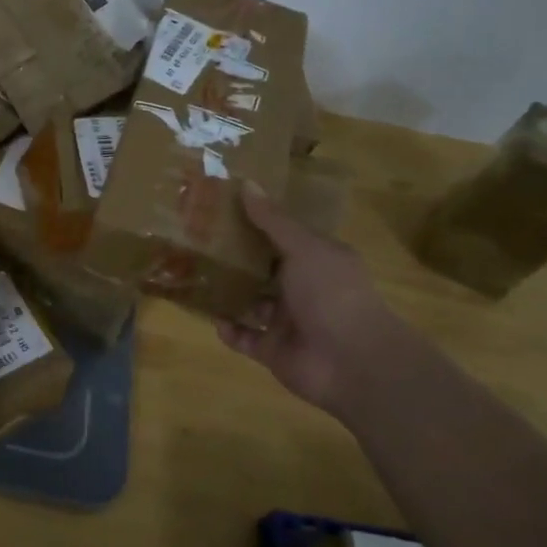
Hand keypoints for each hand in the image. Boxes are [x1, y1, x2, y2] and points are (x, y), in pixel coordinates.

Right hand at [217, 181, 426, 416]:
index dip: (255, 223)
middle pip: (263, 269)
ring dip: (227, 293)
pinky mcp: (273, 350)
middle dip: (234, 258)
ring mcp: (287, 321)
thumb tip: (246, 183)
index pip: (282, 237)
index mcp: (316, 260)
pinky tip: (209, 316)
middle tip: (195, 239)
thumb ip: (272, 220)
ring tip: (193, 275)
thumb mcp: (304, 248)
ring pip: (251, 303)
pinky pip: (244, 337)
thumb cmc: (332, 293)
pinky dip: (228, 329)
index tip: (220, 208)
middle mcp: (302, 288)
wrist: (353, 362)